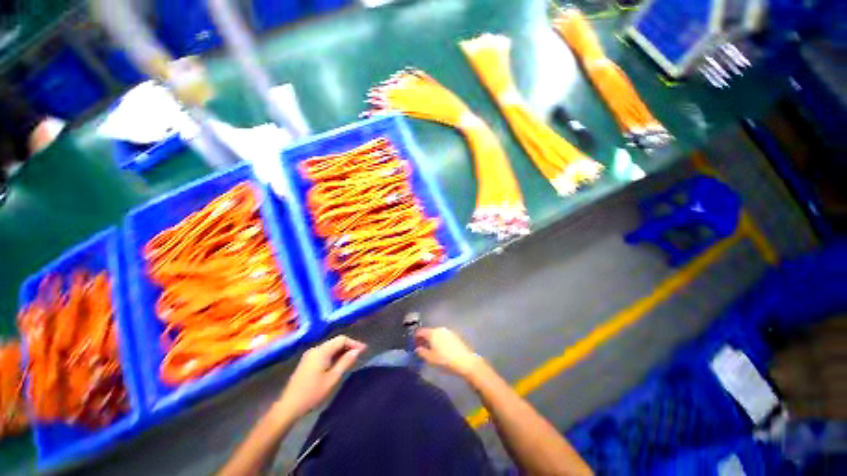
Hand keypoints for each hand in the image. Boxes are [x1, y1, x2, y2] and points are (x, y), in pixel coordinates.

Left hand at [275, 336, 365, 418]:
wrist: (288, 407)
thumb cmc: (312, 393)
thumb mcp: (332, 378)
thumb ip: (345, 362)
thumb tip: (357, 351)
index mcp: (321, 351)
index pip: (341, 339)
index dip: (354, 343)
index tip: (364, 350)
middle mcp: (315, 349)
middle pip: (335, 342)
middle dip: (349, 346)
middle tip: (360, 354)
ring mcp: (310, 355)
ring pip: (330, 347)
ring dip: (341, 351)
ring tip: (352, 359)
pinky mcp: (307, 362)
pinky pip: (324, 353)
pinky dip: (334, 355)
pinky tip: (338, 363)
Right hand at [415, 327, 481, 377]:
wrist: (464, 361)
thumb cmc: (445, 360)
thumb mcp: (430, 359)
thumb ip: (422, 352)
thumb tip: (418, 348)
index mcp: (432, 333)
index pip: (421, 331)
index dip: (416, 337)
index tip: (414, 344)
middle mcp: (440, 329)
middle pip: (429, 332)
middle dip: (424, 339)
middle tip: (421, 348)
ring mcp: (448, 332)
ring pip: (436, 334)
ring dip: (432, 340)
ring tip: (431, 350)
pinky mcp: (454, 336)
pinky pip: (443, 336)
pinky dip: (439, 341)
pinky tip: (441, 349)